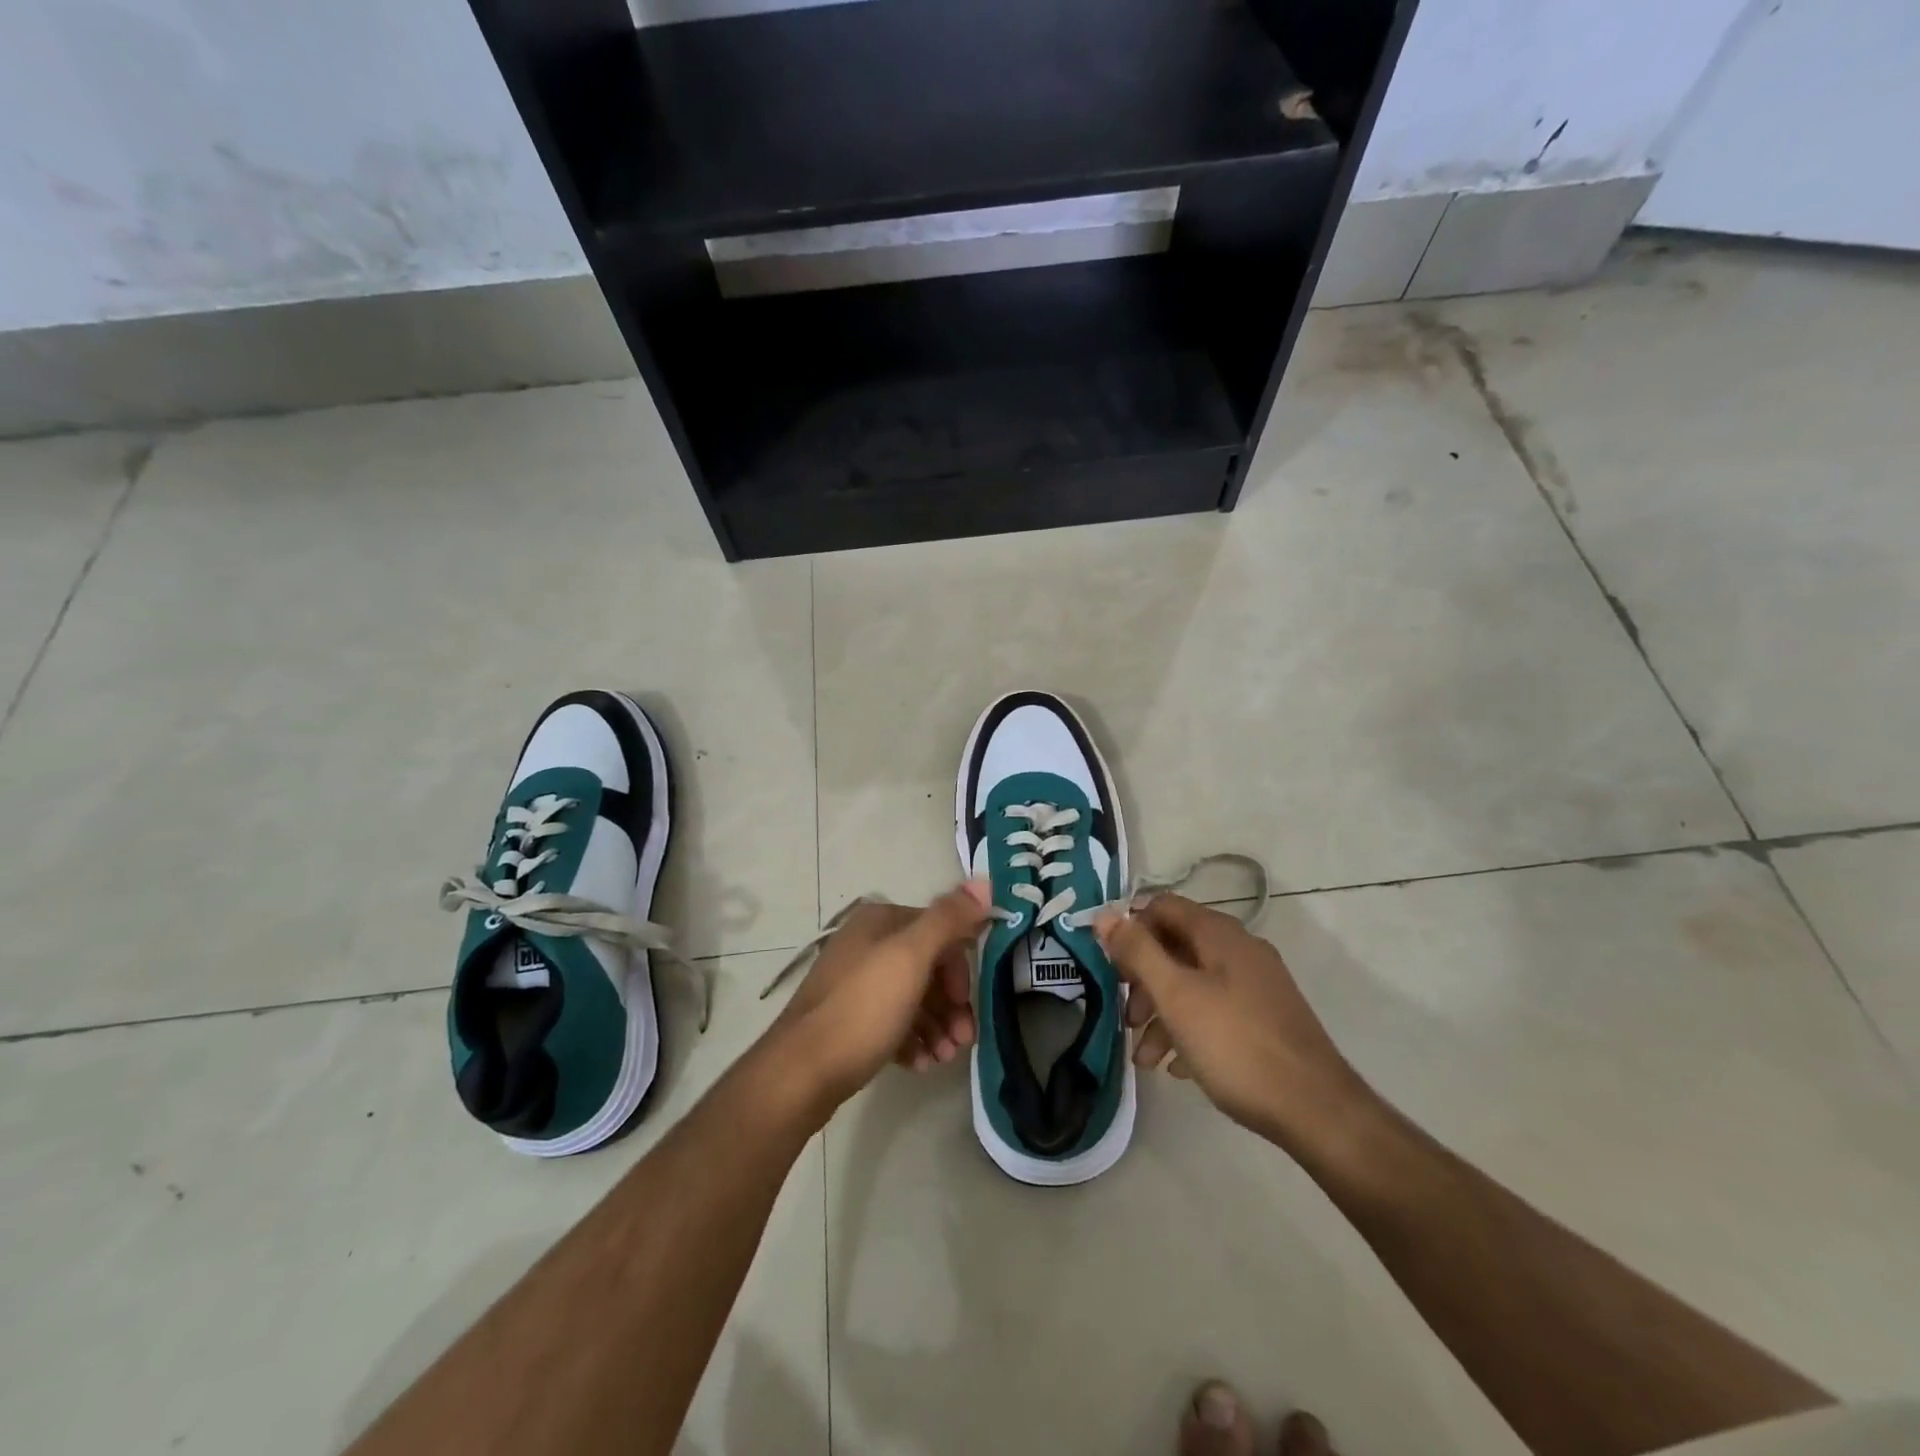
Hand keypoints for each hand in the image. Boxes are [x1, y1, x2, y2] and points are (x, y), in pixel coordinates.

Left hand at [768, 881, 989, 1113]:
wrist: (800, 1073)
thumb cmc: (862, 1010)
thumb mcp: (910, 959)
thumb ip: (948, 919)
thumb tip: (985, 882)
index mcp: (880, 921)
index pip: (939, 932)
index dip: (959, 969)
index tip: (967, 1006)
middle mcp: (867, 944)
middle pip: (927, 968)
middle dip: (951, 1005)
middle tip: (963, 1042)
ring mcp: (855, 982)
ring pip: (912, 998)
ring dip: (936, 1027)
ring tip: (943, 1059)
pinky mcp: (848, 1019)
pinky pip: (891, 1022)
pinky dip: (911, 1040)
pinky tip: (918, 1064)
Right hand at [1094, 894, 1367, 1146]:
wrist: (1316, 1111)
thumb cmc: (1236, 1045)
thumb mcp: (1176, 996)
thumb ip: (1137, 952)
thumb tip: (1103, 914)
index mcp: (1219, 935)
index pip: (1161, 907)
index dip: (1130, 930)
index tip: (1109, 968)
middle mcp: (1240, 950)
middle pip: (1175, 947)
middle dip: (1143, 981)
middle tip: (1127, 1019)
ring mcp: (1256, 985)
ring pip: (1194, 984)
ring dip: (1162, 1013)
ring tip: (1145, 1058)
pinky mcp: (1266, 1019)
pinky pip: (1216, 1011)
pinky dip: (1190, 1030)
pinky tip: (1179, 1067)